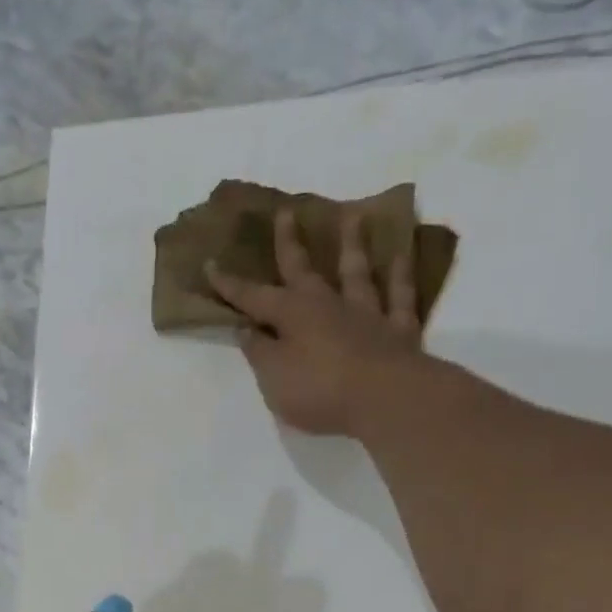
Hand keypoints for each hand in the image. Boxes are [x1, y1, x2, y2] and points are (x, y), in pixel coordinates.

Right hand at [205, 207, 423, 437]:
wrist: (385, 399)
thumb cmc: (319, 390)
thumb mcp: (273, 377)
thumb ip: (259, 352)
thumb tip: (247, 330)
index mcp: (292, 315)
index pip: (253, 297)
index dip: (231, 285)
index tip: (211, 264)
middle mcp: (328, 304)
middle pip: (304, 270)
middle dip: (290, 243)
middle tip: (286, 212)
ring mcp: (367, 314)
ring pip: (357, 272)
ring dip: (353, 245)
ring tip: (354, 216)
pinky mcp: (399, 330)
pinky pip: (400, 296)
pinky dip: (400, 276)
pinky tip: (400, 256)